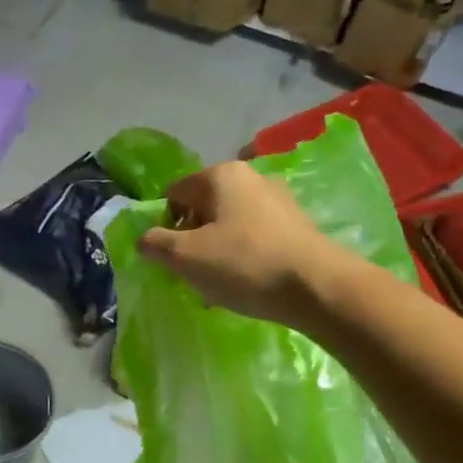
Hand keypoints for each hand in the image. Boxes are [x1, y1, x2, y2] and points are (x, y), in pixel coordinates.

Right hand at [136, 161, 363, 326]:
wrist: (319, 288)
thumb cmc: (244, 264)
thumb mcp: (185, 257)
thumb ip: (155, 243)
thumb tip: (144, 238)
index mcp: (220, 175)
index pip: (174, 193)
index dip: (163, 225)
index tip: (170, 256)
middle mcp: (251, 177)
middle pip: (203, 207)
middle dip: (191, 239)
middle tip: (192, 272)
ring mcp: (278, 199)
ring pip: (229, 223)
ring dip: (216, 250)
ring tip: (218, 284)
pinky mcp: (297, 224)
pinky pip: (254, 236)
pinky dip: (242, 255)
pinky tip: (245, 283)